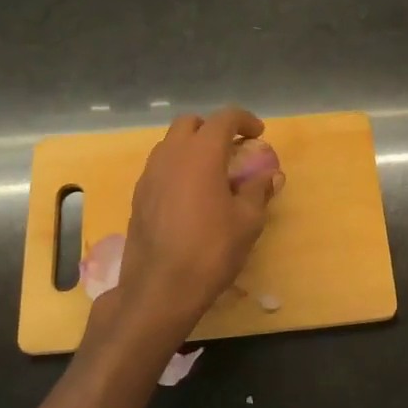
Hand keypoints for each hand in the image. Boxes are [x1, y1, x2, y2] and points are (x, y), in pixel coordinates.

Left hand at [103, 107, 283, 344]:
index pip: (224, 118)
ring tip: (211, 171)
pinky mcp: (138, 196)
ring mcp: (149, 174)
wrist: (160, 288)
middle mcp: (171, 154)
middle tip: (232, 148)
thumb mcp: (247, 221)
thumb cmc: (211, 250)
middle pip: (190, 123)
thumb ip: (258, 191)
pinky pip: (159, 167)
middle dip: (212, 128)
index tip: (258, 133)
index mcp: (201, 153)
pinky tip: (190, 195)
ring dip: (192, 147)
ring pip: (170, 144)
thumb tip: (269, 176)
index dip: (244, 120)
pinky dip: (177, 168)